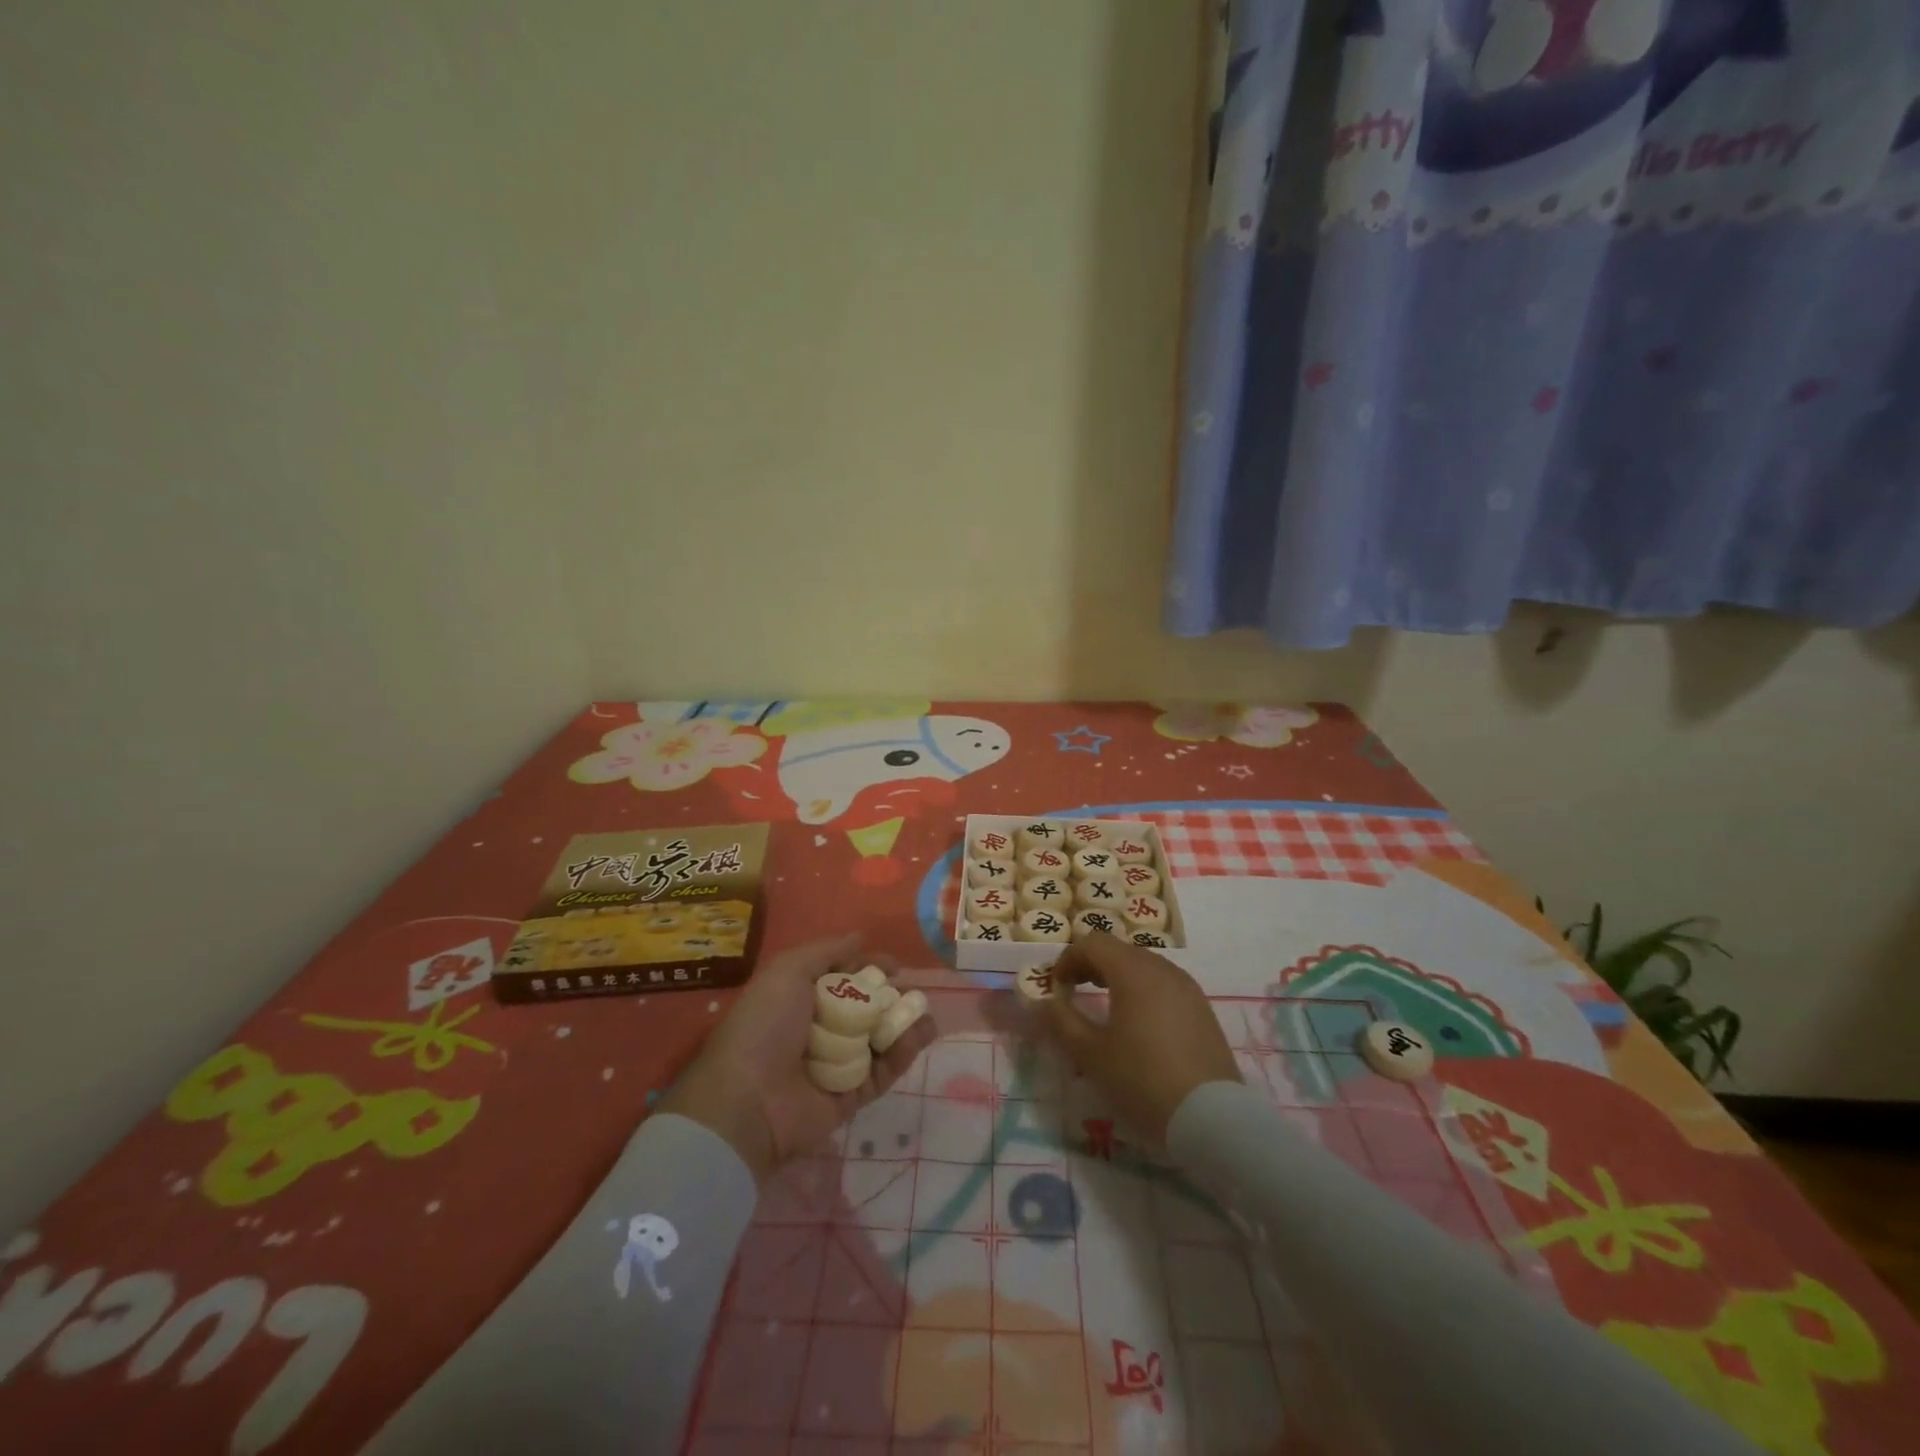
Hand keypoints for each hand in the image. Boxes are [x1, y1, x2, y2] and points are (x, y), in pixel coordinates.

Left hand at [658, 934, 936, 1183]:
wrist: (748, 1100)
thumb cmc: (765, 1025)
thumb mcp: (788, 971)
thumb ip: (827, 952)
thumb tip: (859, 937)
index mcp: (798, 1000)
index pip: (842, 979)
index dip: (869, 968)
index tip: (896, 966)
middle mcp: (817, 1031)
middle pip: (864, 1010)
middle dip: (891, 999)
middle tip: (916, 992)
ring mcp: (834, 1066)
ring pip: (878, 1041)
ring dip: (904, 1026)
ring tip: (927, 1014)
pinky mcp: (849, 1098)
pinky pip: (881, 1073)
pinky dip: (901, 1055)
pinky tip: (920, 1035)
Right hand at [1042, 932, 1239, 1141]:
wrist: (1212, 1119)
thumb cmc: (1142, 1081)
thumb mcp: (1090, 1055)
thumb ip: (1061, 1022)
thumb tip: (1041, 1002)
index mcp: (1133, 971)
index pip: (1093, 943)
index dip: (1068, 959)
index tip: (1056, 989)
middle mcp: (1162, 968)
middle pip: (1119, 950)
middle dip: (1091, 966)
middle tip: (1075, 994)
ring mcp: (1187, 988)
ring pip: (1144, 966)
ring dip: (1118, 978)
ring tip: (1106, 1010)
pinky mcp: (1202, 1009)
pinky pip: (1164, 985)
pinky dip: (1143, 992)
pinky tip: (1139, 1027)